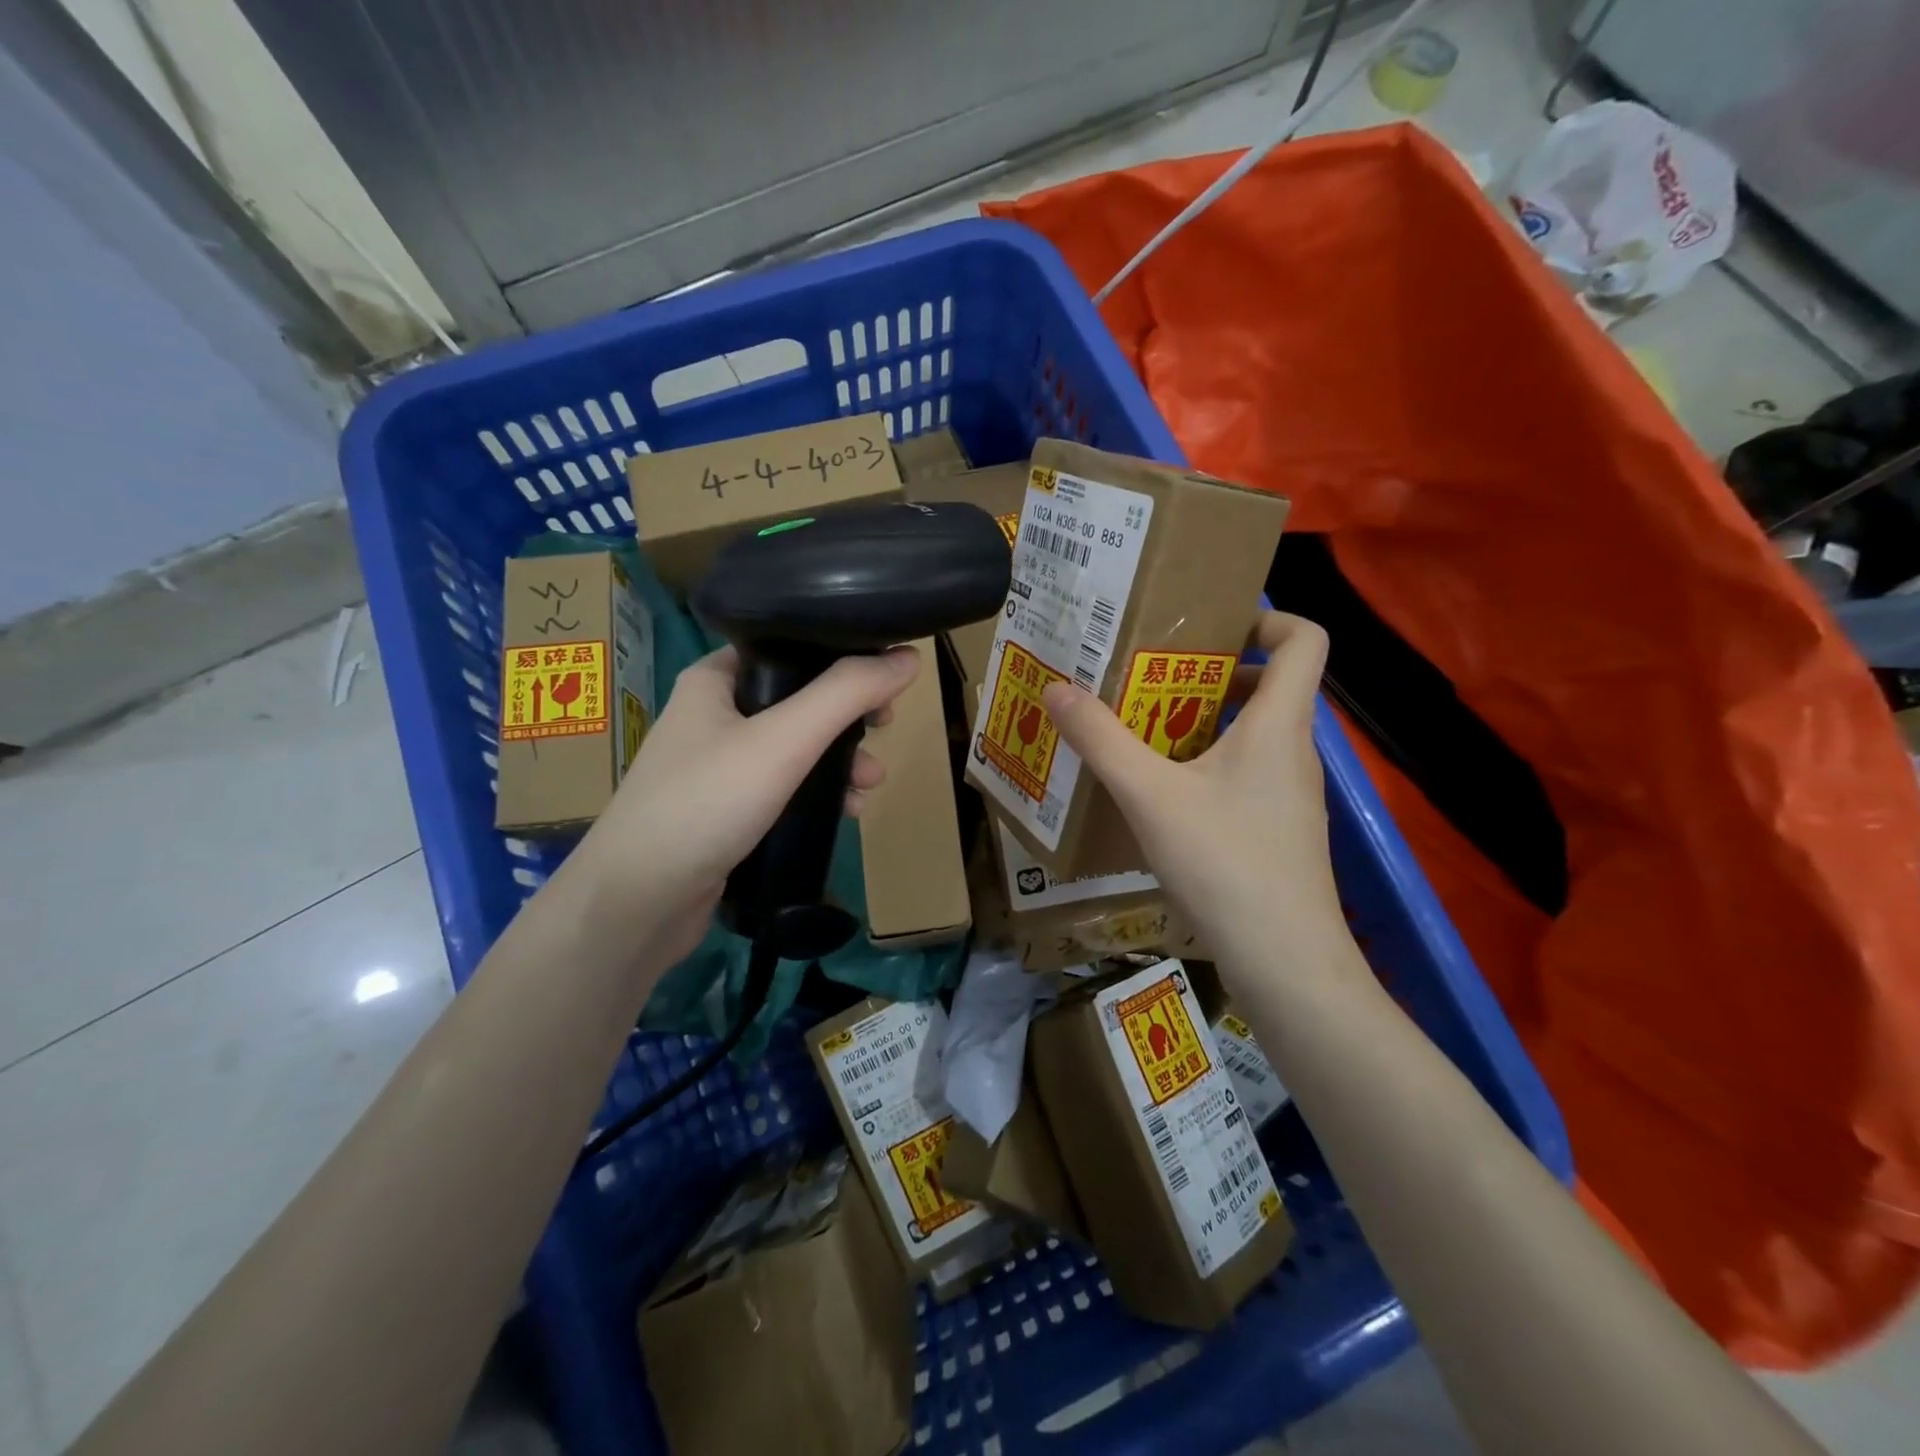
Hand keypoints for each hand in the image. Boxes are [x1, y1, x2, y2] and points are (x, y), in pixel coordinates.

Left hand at [571, 643, 921, 967]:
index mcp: (715, 678)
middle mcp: (714, 714)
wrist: (638, 900)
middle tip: (884, 729)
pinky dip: (816, 792)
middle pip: (799, 699)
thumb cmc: (707, 802)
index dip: (841, 658)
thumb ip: (847, 694)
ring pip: (795, 747)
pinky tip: (844, 812)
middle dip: (848, 719)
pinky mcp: (725, 808)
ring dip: (839, 760)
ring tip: (870, 785)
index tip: (884, 679)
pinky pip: (783, 785)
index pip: (788, 646)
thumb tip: (909, 657)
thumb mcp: (785, 740)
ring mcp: (717, 765)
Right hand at [1041, 613, 1346, 974]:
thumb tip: (1056, 688)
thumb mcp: (1148, 794)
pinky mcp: (1281, 830)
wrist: (1285, 960)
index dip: (1266, 617)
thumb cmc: (1224, 861)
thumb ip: (1101, 739)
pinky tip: (1164, 798)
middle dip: (1210, 675)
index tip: (1210, 628)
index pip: (1303, 639)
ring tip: (1145, 735)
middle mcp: (1295, 751)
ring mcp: (1293, 794)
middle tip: (1151, 681)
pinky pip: (1248, 775)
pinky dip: (1209, 767)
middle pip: (1269, 685)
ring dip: (1203, 724)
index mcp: (1277, 724)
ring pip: (1254, 735)